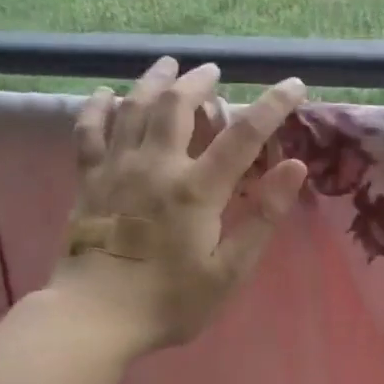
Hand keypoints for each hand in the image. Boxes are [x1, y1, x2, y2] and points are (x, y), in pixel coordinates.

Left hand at [47, 58, 307, 353]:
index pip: (243, 135)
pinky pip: (90, 130)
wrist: (95, 318)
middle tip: (213, 71)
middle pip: (178, 105)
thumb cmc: (169, 301)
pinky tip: (107, 94)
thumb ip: (262, 218)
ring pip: (133, 107)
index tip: (294, 85)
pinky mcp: (88, 180)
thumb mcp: (228, 271)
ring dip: (153, 81)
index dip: (272, 106)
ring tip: (168, 66)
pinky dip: (100, 107)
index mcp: (196, 190)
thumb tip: (295, 167)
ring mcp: (117, 169)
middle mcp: (156, 166)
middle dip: (199, 82)